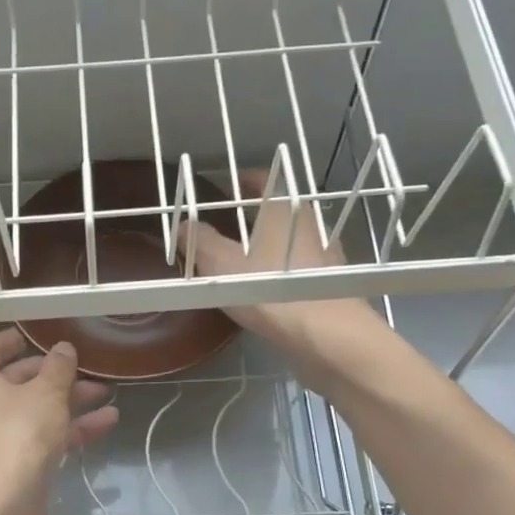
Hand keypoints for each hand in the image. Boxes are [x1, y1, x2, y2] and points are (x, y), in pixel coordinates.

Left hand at [0, 330, 118, 514]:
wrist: (0, 506)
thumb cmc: (17, 433)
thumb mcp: (47, 392)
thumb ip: (58, 367)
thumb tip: (63, 348)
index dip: (19, 340)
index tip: (44, 336)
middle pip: (17, 381)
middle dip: (57, 377)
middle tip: (89, 370)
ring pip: (32, 412)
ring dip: (69, 403)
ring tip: (107, 395)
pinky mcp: (6, 466)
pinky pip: (37, 438)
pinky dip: (66, 430)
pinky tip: (105, 424)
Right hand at [177, 170, 388, 383]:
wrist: (327, 335)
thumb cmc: (270, 290)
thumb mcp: (221, 265)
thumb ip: (199, 242)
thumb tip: (183, 225)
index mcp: (283, 207)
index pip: (261, 179)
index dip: (240, 181)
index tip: (222, 190)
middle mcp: (309, 221)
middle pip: (277, 209)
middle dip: (251, 215)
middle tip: (224, 226)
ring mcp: (325, 252)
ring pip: (289, 238)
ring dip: (268, 243)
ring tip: (242, 259)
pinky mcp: (331, 281)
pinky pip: (299, 266)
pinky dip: (281, 269)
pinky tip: (267, 288)